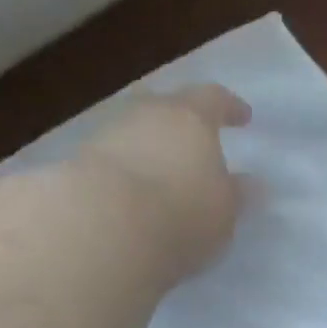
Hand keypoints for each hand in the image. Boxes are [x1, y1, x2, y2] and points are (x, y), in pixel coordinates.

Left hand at [76, 84, 252, 276]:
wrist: (101, 229)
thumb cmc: (181, 214)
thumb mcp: (224, 212)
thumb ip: (237, 195)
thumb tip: (251, 184)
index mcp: (190, 117)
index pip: (214, 99)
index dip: (229, 107)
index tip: (242, 118)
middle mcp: (145, 115)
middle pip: (165, 108)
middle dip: (180, 124)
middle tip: (192, 144)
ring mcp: (105, 137)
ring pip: (133, 134)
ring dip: (147, 150)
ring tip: (159, 178)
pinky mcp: (75, 166)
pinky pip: (109, 163)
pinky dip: (122, 175)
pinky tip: (128, 198)